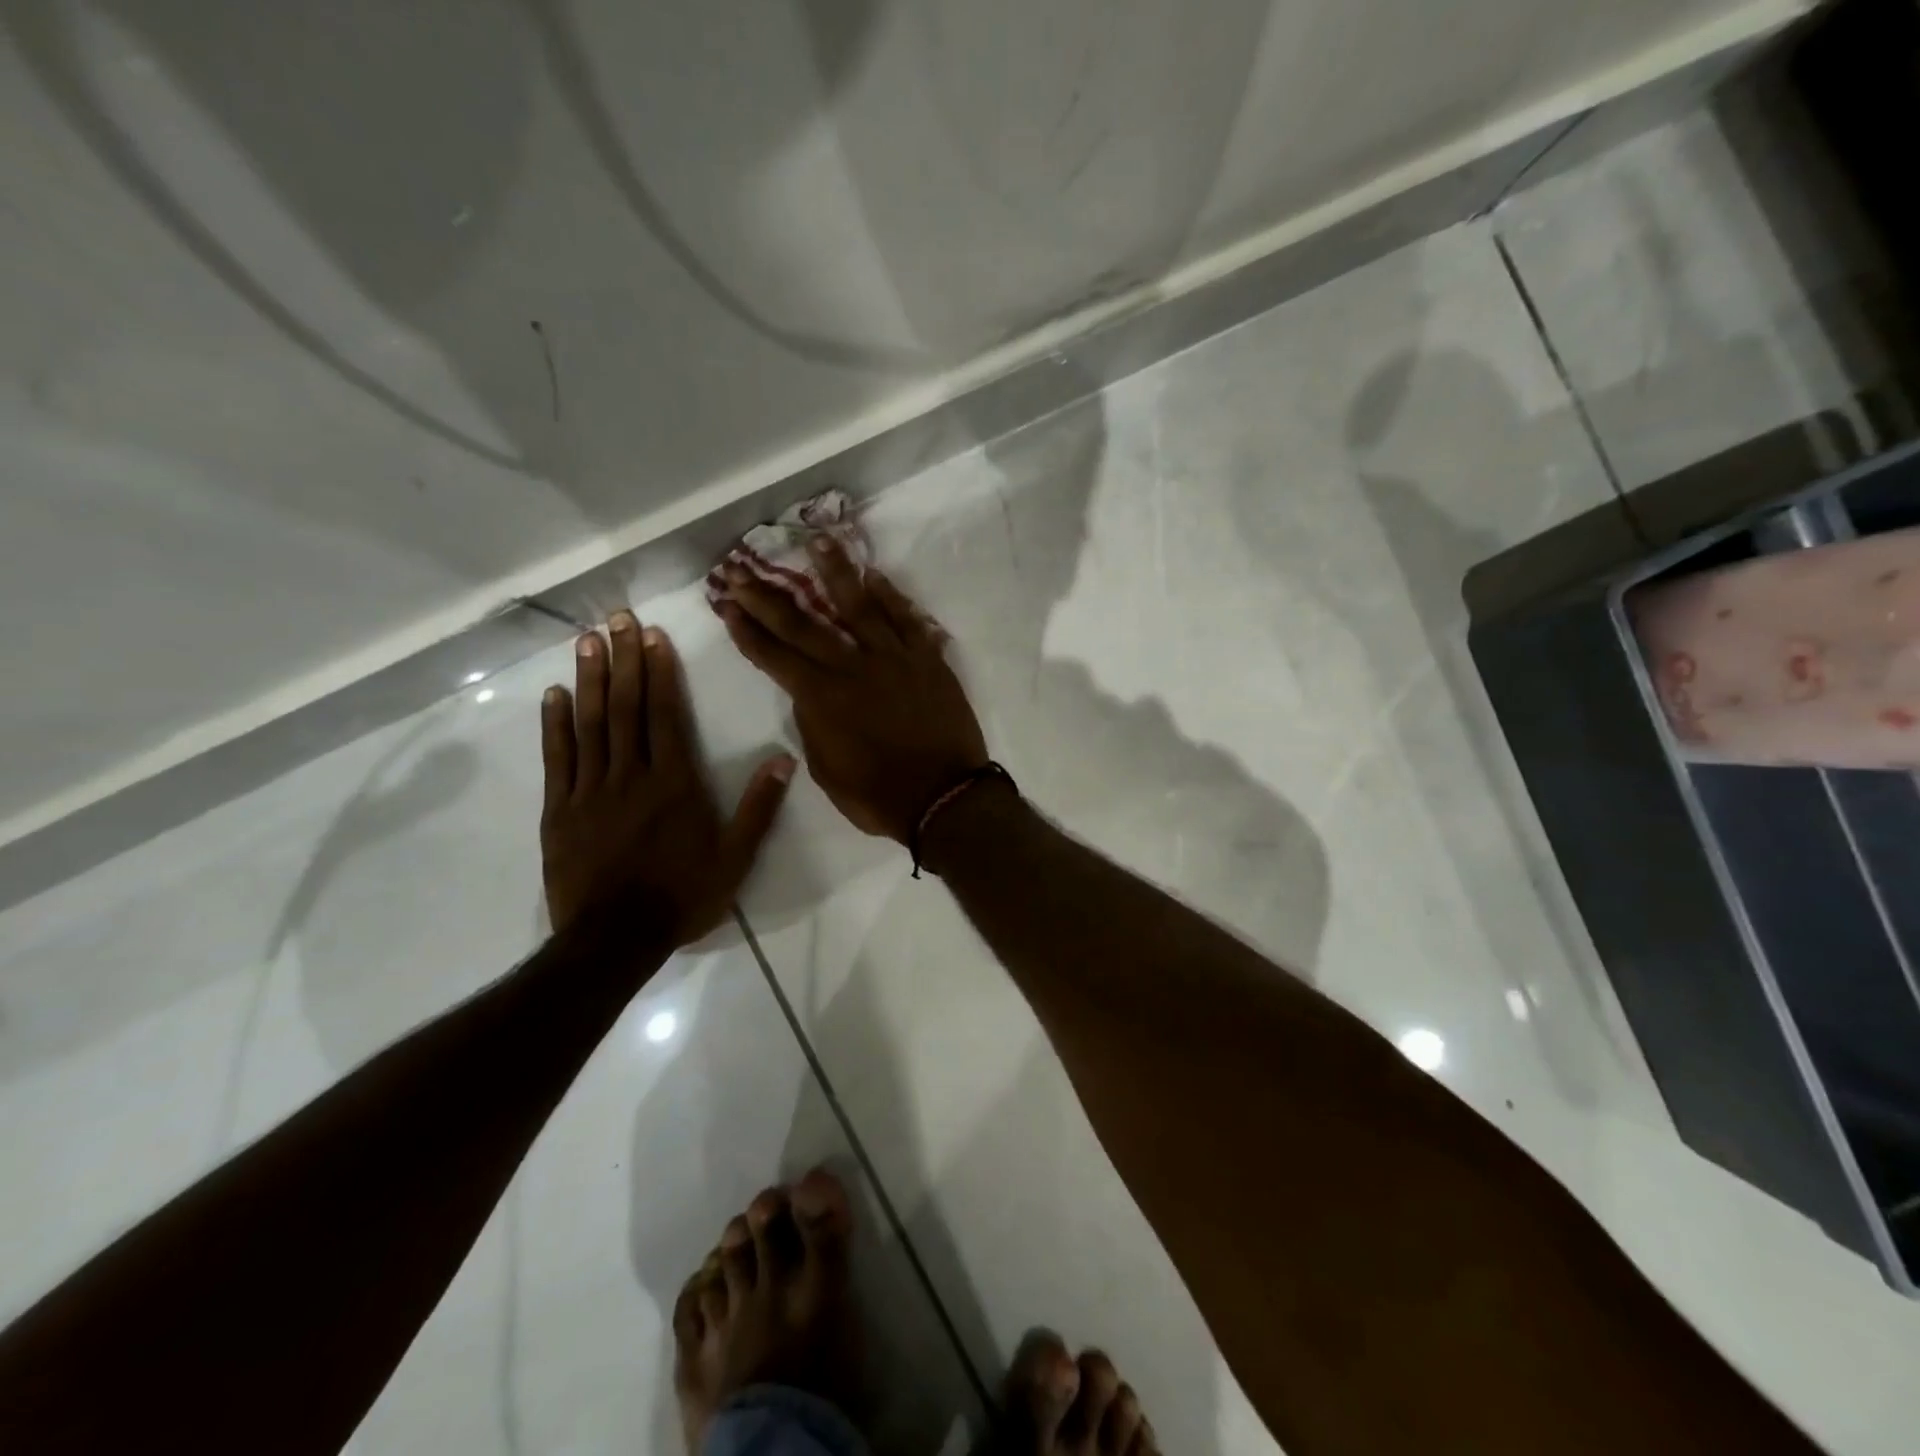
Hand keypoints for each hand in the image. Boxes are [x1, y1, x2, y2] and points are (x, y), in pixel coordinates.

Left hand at [540, 613, 794, 943]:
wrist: (615, 940)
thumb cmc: (682, 897)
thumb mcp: (736, 859)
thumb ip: (758, 807)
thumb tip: (784, 760)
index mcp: (674, 784)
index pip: (665, 716)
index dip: (659, 673)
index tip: (653, 637)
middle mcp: (631, 776)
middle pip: (625, 708)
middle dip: (623, 660)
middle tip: (617, 619)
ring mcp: (590, 791)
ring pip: (589, 725)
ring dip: (589, 679)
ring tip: (586, 641)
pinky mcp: (560, 811)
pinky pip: (557, 759)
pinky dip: (555, 724)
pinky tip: (554, 695)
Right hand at [716, 536, 987, 842]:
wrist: (945, 799)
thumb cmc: (880, 796)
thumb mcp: (828, 770)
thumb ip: (813, 725)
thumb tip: (808, 694)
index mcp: (822, 699)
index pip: (775, 656)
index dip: (747, 630)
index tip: (727, 604)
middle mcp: (853, 668)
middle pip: (805, 623)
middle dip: (769, 596)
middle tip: (743, 568)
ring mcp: (894, 659)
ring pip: (860, 605)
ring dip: (835, 571)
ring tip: (817, 540)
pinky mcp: (928, 660)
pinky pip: (907, 619)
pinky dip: (891, 595)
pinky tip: (875, 575)